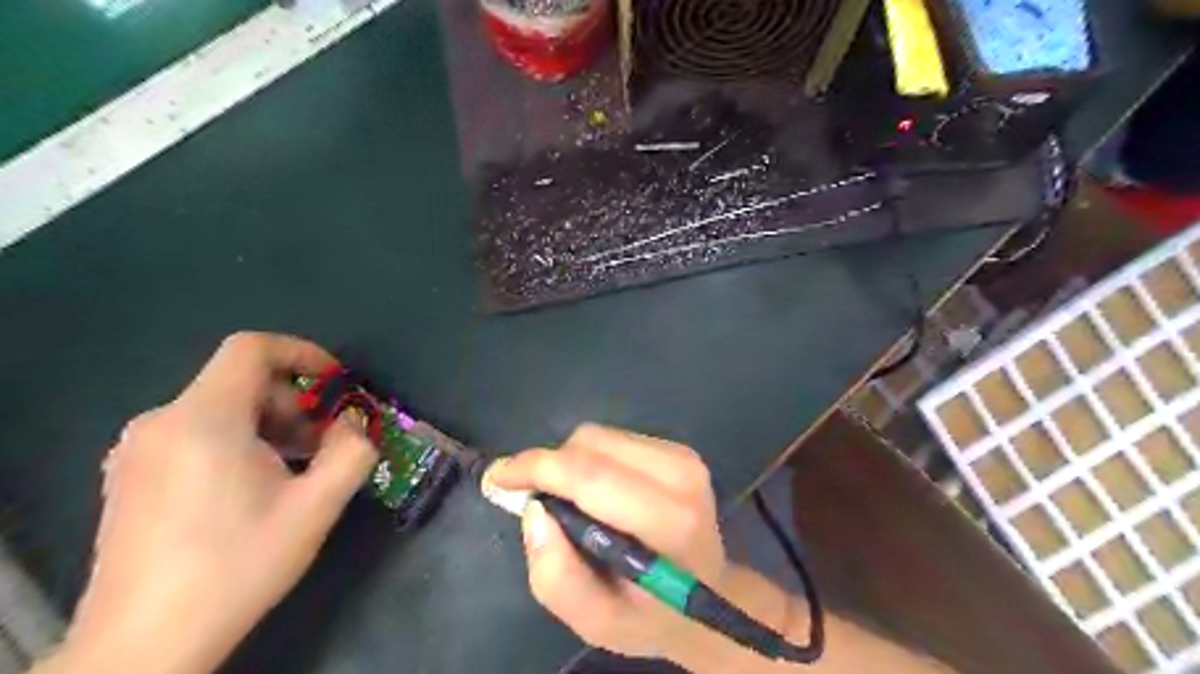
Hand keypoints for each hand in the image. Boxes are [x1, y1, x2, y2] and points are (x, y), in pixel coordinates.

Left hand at [58, 331, 376, 673]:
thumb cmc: (237, 565)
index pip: (251, 349)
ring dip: (270, 426)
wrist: (144, 645)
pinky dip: (237, 442)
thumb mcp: (316, 507)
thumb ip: (352, 452)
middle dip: (294, 402)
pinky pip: (195, 435)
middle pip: (240, 382)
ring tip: (296, 469)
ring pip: (219, 410)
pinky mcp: (129, 477)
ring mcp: (137, 452)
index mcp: (204, 420)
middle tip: (325, 443)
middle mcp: (161, 423)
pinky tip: (255, 488)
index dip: (301, 353)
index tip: (335, 384)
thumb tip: (354, 425)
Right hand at [482, 423, 726, 661]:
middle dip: (550, 467)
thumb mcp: (597, 620)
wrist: (708, 591)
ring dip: (569, 464)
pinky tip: (595, 492)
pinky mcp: (677, 448)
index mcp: (668, 521)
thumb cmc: (650, 613)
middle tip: (534, 501)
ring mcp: (682, 456)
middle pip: (590, 446)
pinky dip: (589, 460)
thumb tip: (533, 511)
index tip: (497, 476)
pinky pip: (612, 439)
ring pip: (598, 436)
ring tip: (569, 503)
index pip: (591, 477)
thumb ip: (557, 576)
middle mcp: (680, 475)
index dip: (537, 468)